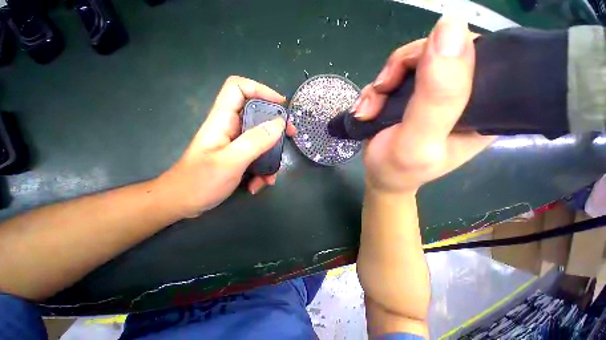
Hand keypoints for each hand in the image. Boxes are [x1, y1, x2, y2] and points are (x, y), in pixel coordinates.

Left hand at [156, 76, 295, 217]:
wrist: (183, 204)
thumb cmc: (199, 182)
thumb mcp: (231, 161)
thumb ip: (255, 141)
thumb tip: (279, 123)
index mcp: (223, 120)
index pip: (239, 88)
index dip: (261, 90)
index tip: (281, 106)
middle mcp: (231, 128)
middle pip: (257, 115)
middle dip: (276, 127)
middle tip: (290, 136)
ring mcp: (236, 145)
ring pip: (261, 141)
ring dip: (270, 158)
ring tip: (269, 177)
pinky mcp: (239, 158)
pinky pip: (258, 157)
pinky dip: (262, 171)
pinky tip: (257, 185)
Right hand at [351, 17, 492, 193]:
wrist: (380, 178)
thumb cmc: (398, 170)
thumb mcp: (419, 141)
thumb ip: (438, 95)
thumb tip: (450, 26)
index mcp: (483, 106)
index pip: (475, 54)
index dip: (440, 53)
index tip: (409, 78)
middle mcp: (462, 95)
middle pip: (436, 52)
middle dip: (399, 70)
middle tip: (380, 94)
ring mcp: (432, 95)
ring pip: (408, 64)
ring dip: (380, 86)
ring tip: (368, 111)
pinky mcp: (409, 98)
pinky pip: (391, 78)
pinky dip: (373, 92)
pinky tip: (365, 111)